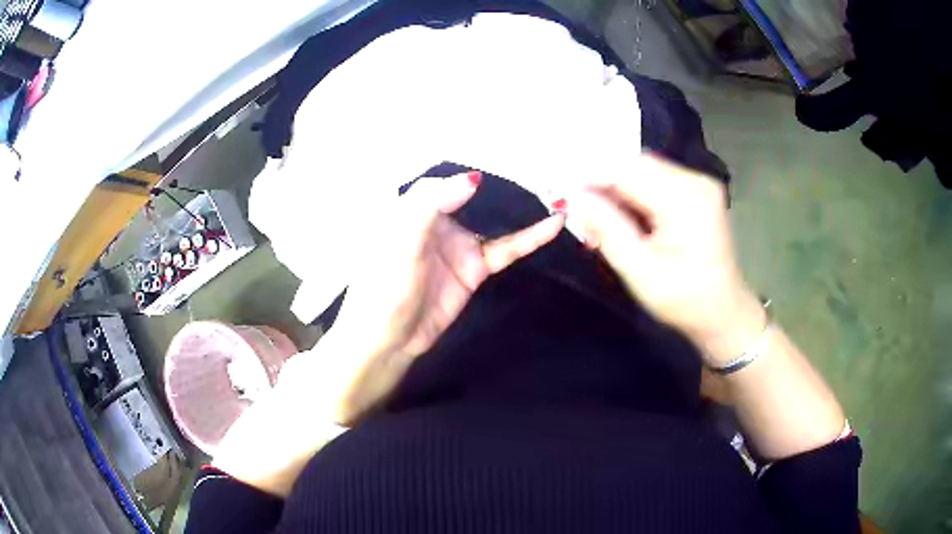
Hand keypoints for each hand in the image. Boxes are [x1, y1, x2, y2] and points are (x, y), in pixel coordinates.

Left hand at [310, 172, 564, 422]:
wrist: (388, 339)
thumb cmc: (384, 286)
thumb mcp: (400, 239)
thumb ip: (431, 205)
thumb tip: (473, 179)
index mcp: (413, 206)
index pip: (446, 180)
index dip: (469, 172)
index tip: (501, 165)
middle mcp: (438, 220)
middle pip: (475, 196)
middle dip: (503, 183)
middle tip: (540, 170)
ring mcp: (459, 244)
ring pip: (495, 220)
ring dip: (522, 208)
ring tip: (555, 191)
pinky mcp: (475, 268)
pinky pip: (506, 248)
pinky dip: (530, 237)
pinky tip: (554, 223)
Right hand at [573, 155, 762, 360]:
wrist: (724, 313)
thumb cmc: (684, 300)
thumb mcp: (640, 272)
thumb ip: (607, 229)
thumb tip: (575, 196)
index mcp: (685, 199)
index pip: (627, 170)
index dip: (590, 176)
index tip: (562, 191)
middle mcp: (695, 181)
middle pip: (636, 165)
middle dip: (603, 183)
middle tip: (580, 211)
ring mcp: (698, 184)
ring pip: (643, 172)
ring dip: (617, 191)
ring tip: (599, 220)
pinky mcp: (697, 192)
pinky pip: (656, 182)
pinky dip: (634, 196)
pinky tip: (623, 218)